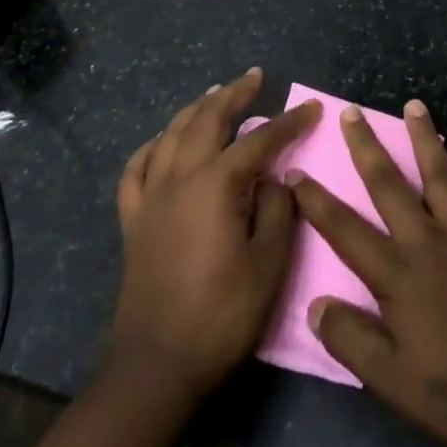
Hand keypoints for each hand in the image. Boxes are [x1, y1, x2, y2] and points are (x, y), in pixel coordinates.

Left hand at [112, 68, 321, 402]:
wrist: (156, 368)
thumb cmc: (221, 316)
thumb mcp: (269, 265)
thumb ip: (278, 211)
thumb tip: (275, 179)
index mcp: (216, 185)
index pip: (260, 140)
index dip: (289, 122)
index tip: (313, 108)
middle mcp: (181, 178)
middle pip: (207, 120)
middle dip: (234, 94)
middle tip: (255, 78)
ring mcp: (152, 198)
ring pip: (171, 135)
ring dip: (196, 110)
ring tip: (214, 94)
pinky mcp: (134, 221)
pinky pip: (137, 170)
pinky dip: (152, 147)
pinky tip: (162, 142)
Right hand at [291, 101, 446, 446]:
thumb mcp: (395, 383)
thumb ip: (353, 341)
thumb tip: (314, 304)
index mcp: (397, 275)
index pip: (346, 231)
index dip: (318, 202)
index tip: (295, 172)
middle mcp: (427, 240)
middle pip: (389, 186)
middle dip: (367, 147)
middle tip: (351, 112)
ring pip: (439, 175)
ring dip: (424, 138)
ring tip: (414, 105)